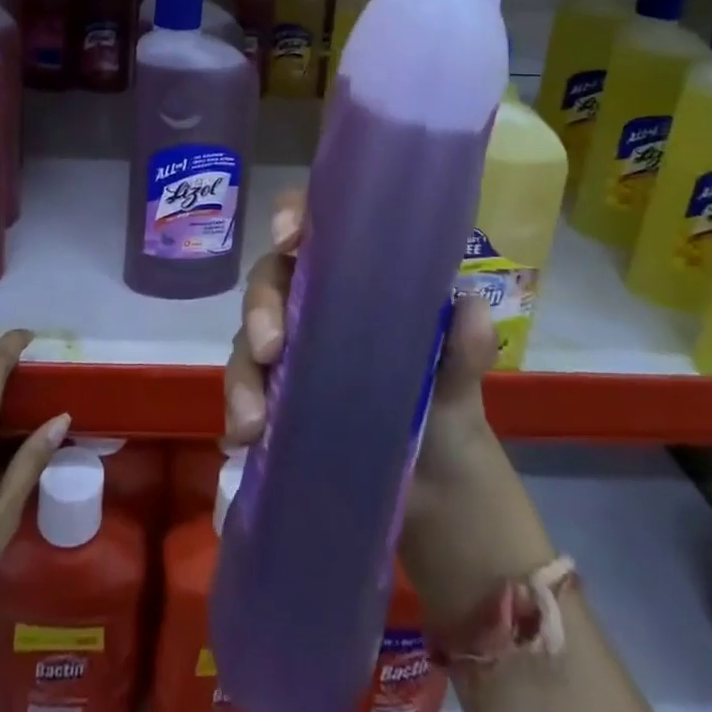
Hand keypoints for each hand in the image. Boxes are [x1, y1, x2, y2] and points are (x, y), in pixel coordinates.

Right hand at [225, 191, 529, 626]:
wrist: (436, 495)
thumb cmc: (445, 411)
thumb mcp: (457, 382)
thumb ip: (463, 347)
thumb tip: (471, 307)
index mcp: (355, 279)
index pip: (317, 229)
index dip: (293, 216)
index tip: (287, 235)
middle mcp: (314, 303)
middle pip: (271, 279)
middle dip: (262, 305)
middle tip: (270, 344)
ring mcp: (290, 349)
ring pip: (249, 335)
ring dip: (244, 369)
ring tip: (253, 418)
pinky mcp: (273, 393)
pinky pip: (245, 386)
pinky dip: (240, 405)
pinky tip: (246, 435)